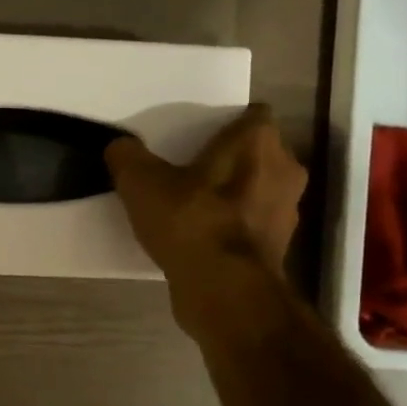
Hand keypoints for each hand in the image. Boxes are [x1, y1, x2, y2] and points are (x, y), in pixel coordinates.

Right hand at [105, 104, 306, 289]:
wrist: (224, 290)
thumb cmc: (191, 221)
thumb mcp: (140, 182)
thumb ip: (127, 156)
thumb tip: (120, 147)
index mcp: (258, 141)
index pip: (253, 115)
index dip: (227, 124)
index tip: (198, 137)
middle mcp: (284, 169)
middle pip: (257, 153)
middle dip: (231, 159)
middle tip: (191, 170)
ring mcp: (287, 211)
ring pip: (258, 190)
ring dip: (234, 195)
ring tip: (194, 207)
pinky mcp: (279, 247)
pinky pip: (252, 225)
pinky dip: (233, 227)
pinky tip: (201, 239)